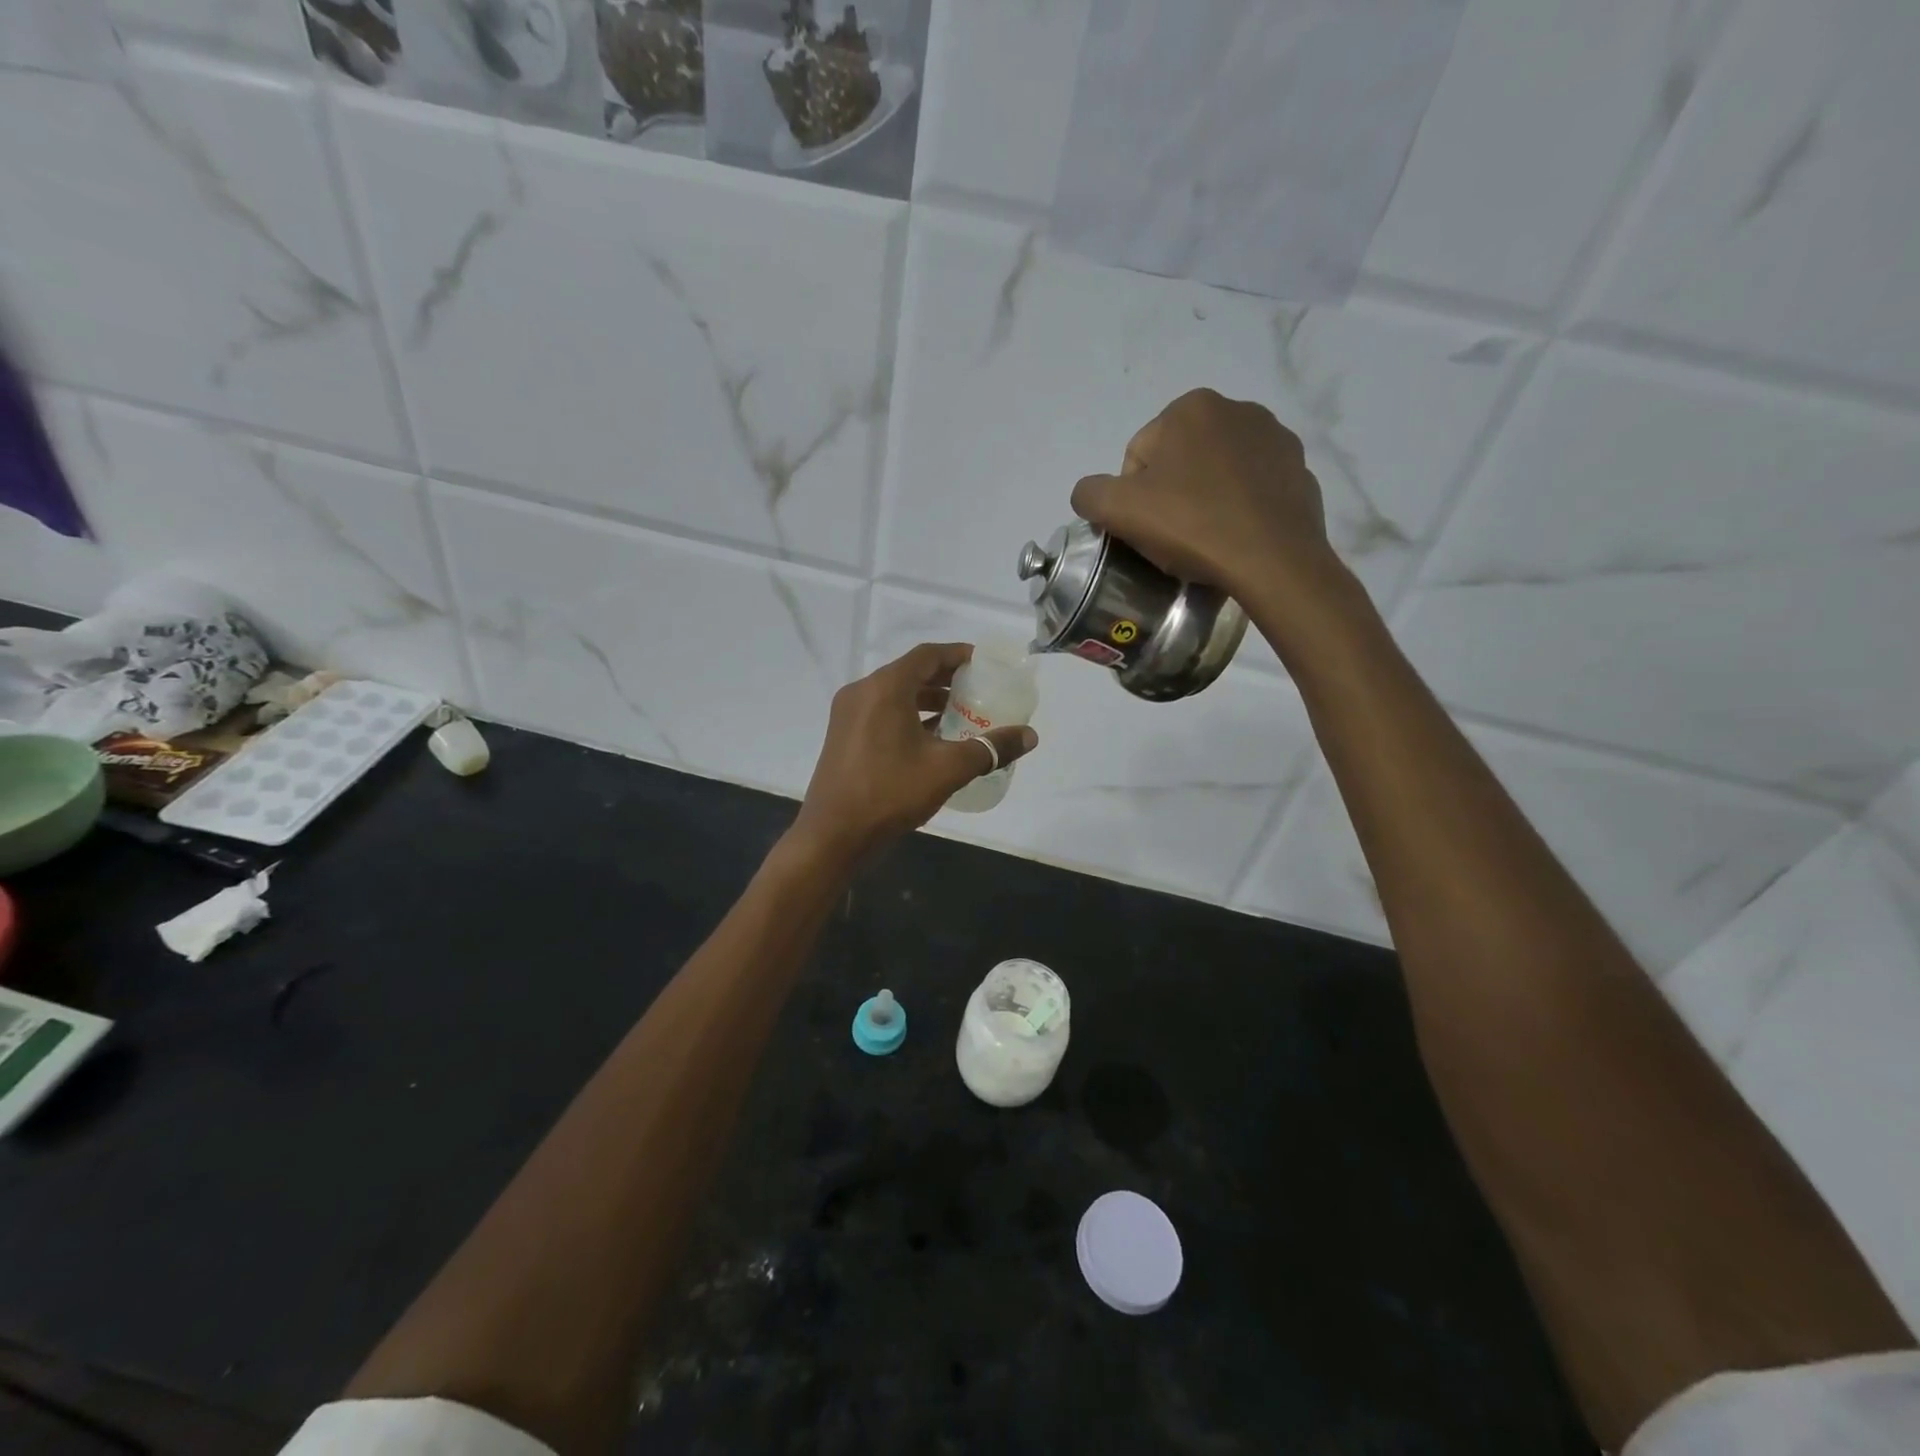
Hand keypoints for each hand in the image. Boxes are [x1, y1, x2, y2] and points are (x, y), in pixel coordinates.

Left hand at [790, 643, 1038, 860]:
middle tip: (979, 690)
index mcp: (885, 688)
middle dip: (946, 679)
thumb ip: (990, 748)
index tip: (985, 665)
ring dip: (928, 699)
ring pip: (895, 694)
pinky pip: (882, 712)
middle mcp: (863, 692)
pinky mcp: (843, 736)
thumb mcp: (948, 769)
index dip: (959, 655)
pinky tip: (932, 738)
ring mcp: (848, 715)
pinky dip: (909, 716)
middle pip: (911, 672)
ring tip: (961, 714)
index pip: (928, 655)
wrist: (833, 835)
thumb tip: (1030, 736)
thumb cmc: (890, 793)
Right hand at [1070, 388, 1336, 599]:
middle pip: (1178, 461)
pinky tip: (1235, 535)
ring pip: (1216, 473)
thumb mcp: (1118, 510)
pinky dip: (1238, 507)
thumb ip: (1089, 493)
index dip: (1133, 498)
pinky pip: (1251, 488)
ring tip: (1206, 538)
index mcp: (1191, 408)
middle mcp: (1237, 408)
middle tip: (1173, 536)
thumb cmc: (1192, 525)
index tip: (1147, 528)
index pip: (1139, 457)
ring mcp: (1275, 438)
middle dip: (1170, 494)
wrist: (1272, 560)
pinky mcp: (1299, 469)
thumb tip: (1091, 493)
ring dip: (1204, 499)